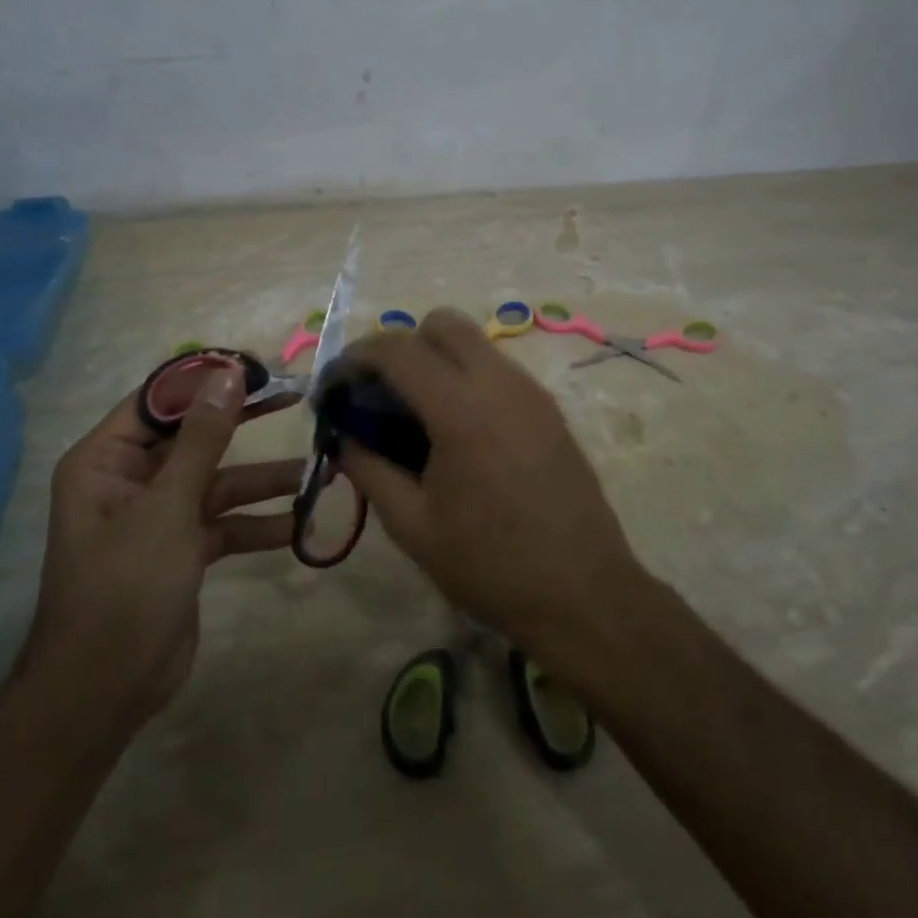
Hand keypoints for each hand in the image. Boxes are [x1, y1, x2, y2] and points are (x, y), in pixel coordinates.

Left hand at [26, 364, 301, 727]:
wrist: (105, 691)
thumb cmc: (124, 585)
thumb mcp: (168, 505)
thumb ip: (202, 438)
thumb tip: (228, 374)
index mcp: (106, 459)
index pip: (159, 400)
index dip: (206, 380)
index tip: (257, 367)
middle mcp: (130, 480)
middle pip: (195, 437)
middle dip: (243, 423)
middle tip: (293, 398)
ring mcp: (159, 516)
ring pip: (217, 482)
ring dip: (262, 480)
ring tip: (315, 469)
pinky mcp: (183, 550)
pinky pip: (225, 523)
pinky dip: (257, 524)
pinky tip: (299, 524)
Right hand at [335, 309, 643, 664]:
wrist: (583, 593)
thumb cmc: (490, 565)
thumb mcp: (412, 525)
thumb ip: (369, 469)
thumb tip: (344, 436)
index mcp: (461, 408)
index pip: (397, 349)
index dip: (355, 358)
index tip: (334, 388)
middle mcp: (499, 382)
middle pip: (440, 324)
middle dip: (400, 346)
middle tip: (379, 394)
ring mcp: (530, 391)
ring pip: (472, 342)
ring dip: (435, 358)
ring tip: (415, 413)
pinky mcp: (548, 407)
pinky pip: (496, 367)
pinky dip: (465, 376)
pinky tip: (456, 429)